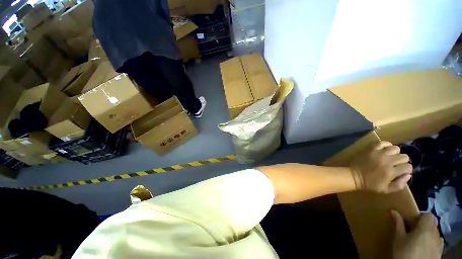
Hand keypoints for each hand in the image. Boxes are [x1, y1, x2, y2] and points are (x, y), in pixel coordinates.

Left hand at [350, 141, 412, 192]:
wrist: (354, 175)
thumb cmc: (370, 184)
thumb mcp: (386, 189)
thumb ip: (399, 184)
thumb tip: (408, 175)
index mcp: (391, 172)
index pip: (408, 167)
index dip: (407, 169)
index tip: (402, 170)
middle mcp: (387, 161)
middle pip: (404, 157)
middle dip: (403, 161)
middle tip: (396, 164)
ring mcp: (378, 153)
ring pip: (395, 148)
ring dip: (395, 153)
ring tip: (391, 157)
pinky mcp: (370, 149)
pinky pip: (382, 142)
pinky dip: (386, 144)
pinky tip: (385, 149)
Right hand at [392, 211, 442, 258]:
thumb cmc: (405, 252)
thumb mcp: (399, 238)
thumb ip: (398, 224)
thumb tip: (393, 210)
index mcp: (426, 228)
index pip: (428, 215)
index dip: (421, 217)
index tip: (411, 222)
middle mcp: (436, 234)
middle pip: (433, 225)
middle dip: (424, 226)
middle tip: (413, 232)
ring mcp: (440, 245)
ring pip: (435, 235)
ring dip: (428, 235)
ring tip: (418, 241)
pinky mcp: (440, 253)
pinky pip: (437, 244)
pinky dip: (431, 244)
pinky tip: (423, 250)